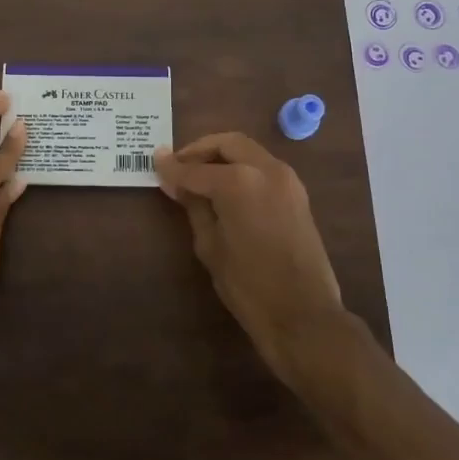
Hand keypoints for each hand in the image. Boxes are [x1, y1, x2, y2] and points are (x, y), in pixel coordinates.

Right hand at [155, 132, 343, 382]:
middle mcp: (266, 169)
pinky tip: (224, 188)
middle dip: (200, 150)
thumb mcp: (210, 245)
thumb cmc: (249, 285)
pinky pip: (262, 167)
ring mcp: (287, 179)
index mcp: (239, 182)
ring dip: (222, 156)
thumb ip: (193, 206)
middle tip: (178, 166)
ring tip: (198, 177)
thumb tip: (175, 182)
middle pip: (227, 144)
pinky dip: (241, 167)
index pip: (195, 169)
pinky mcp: (297, 193)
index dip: (172, 168)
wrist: (304, 315)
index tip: (154, 163)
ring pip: (248, 151)